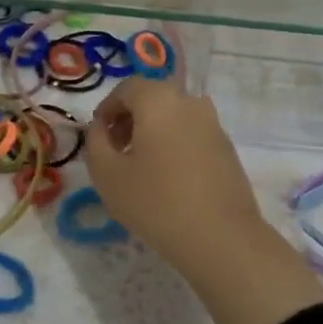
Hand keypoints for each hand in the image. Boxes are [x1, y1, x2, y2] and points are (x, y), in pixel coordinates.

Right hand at [86, 76, 322, 323]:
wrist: (220, 235)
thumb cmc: (155, 201)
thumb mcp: (107, 174)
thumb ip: (95, 142)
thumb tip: (100, 128)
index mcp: (159, 99)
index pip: (127, 88)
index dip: (107, 108)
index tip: (98, 137)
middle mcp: (190, 101)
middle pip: (152, 98)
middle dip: (130, 118)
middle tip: (116, 151)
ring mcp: (213, 122)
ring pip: (174, 115)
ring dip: (153, 131)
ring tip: (141, 167)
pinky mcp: (227, 146)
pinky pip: (192, 133)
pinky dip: (175, 143)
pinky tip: (169, 178)